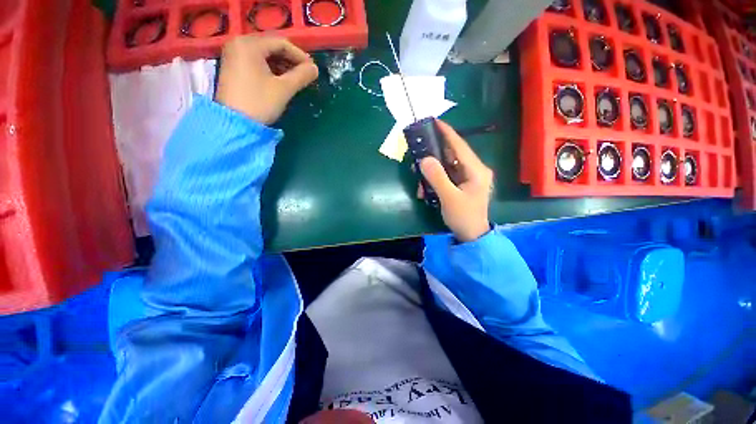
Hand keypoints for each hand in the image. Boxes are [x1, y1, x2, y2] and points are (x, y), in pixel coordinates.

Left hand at [215, 36, 318, 123]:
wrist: (235, 123)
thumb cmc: (259, 102)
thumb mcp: (284, 89)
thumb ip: (301, 76)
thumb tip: (315, 69)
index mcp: (249, 44)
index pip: (280, 43)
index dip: (299, 55)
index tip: (312, 69)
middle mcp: (238, 44)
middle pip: (271, 47)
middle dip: (290, 60)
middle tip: (304, 74)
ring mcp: (233, 55)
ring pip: (264, 55)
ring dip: (281, 65)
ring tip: (295, 79)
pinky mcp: (232, 68)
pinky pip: (256, 62)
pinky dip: (270, 69)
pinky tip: (280, 80)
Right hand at [419, 120, 493, 242]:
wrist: (471, 235)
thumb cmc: (463, 217)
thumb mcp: (449, 198)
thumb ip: (437, 177)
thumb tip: (424, 159)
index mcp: (476, 170)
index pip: (460, 146)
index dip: (447, 133)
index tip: (434, 121)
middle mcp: (474, 170)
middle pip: (452, 154)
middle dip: (434, 154)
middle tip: (419, 152)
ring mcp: (468, 177)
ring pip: (447, 166)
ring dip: (432, 171)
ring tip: (419, 178)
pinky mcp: (462, 184)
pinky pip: (446, 176)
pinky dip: (435, 180)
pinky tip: (425, 189)